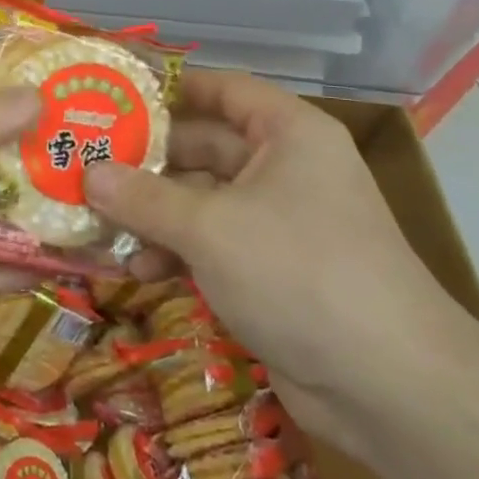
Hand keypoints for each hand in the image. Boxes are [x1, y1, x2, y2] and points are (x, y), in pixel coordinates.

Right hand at [83, 69, 472, 457]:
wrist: (391, 389)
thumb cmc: (300, 273)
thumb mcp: (211, 228)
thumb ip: (145, 198)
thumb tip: (87, 173)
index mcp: (287, 133)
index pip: (221, 89)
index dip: (169, 90)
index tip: (113, 97)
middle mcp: (286, 167)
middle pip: (204, 147)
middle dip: (148, 161)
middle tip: (87, 165)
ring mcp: (280, 222)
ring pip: (204, 199)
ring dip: (156, 213)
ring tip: (100, 222)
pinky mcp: (273, 271)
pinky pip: (214, 244)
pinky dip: (178, 251)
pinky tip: (138, 269)